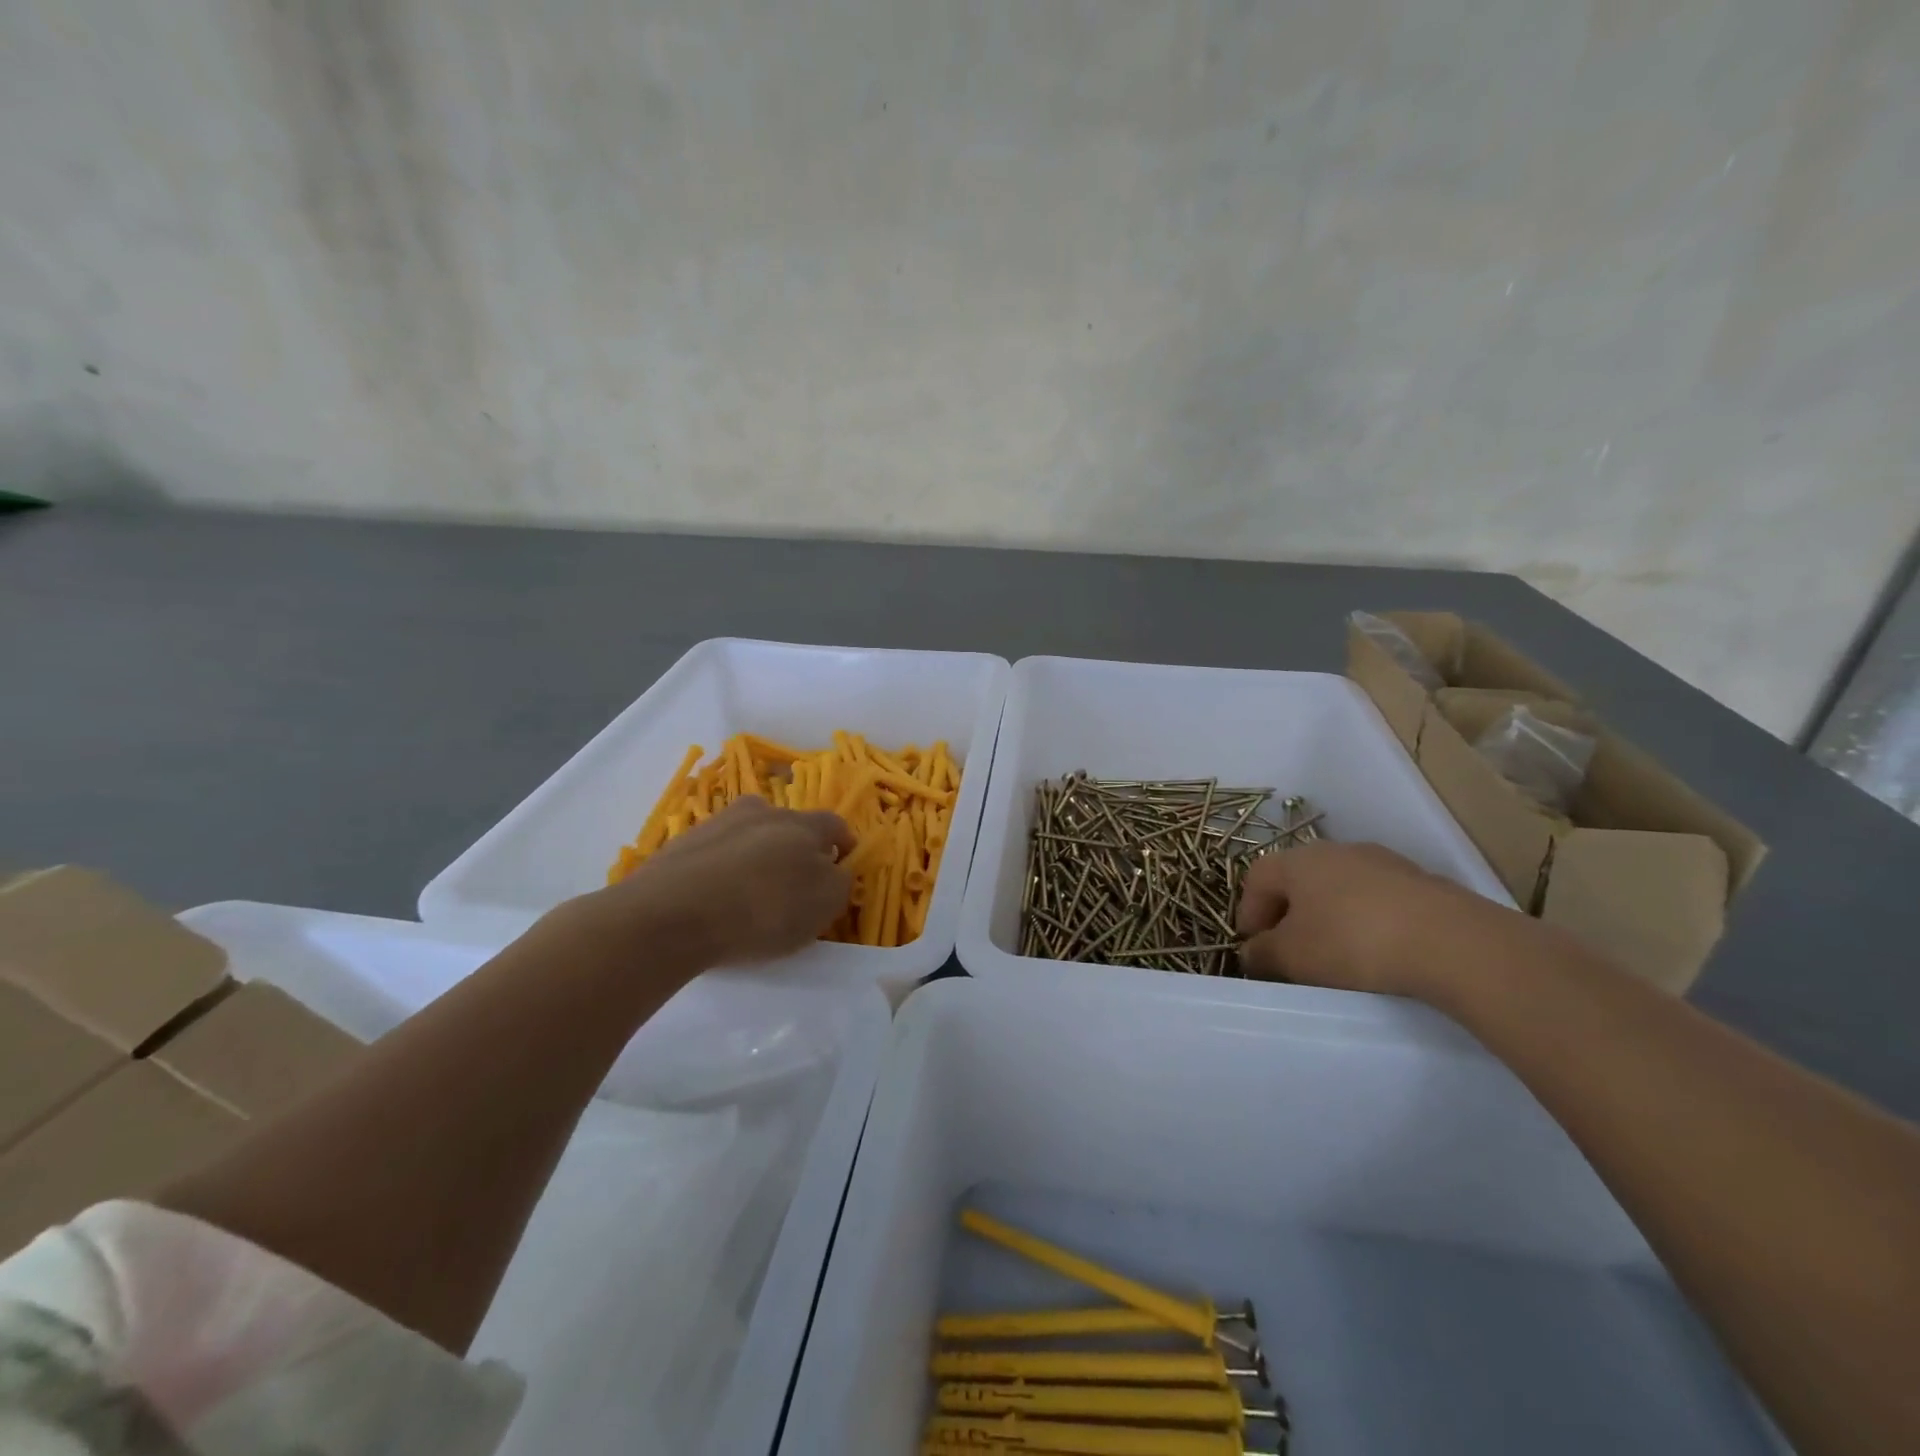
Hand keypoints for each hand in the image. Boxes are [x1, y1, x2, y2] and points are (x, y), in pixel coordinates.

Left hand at [588, 796, 854, 966]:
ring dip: (757, 855)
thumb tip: (834, 870)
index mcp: (803, 824)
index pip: (835, 825)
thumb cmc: (762, 910)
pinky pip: (716, 853)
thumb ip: (839, 883)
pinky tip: (716, 899)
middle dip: (797, 849)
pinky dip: (722, 869)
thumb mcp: (823, 905)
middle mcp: (762, 812)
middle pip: (790, 826)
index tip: (842, 868)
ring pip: (750, 835)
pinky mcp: (682, 843)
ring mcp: (718, 823)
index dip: (843, 846)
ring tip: (751, 893)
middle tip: (795, 885)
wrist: (671, 914)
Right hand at [1234, 841, 1525, 998]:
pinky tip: (1378, 954)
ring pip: (1339, 889)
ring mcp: (1383, 862)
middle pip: (1298, 880)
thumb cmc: (1352, 942)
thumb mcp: (1292, 957)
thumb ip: (1262, 954)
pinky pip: (1377, 901)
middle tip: (1290, 954)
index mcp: (1298, 860)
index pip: (1256, 878)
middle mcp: (1336, 850)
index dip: (1248, 913)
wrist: (1451, 942)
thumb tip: (1251, 953)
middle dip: (1288, 916)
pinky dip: (1367, 923)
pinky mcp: (1420, 883)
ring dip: (1329, 918)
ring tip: (1336, 958)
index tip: (1253, 949)